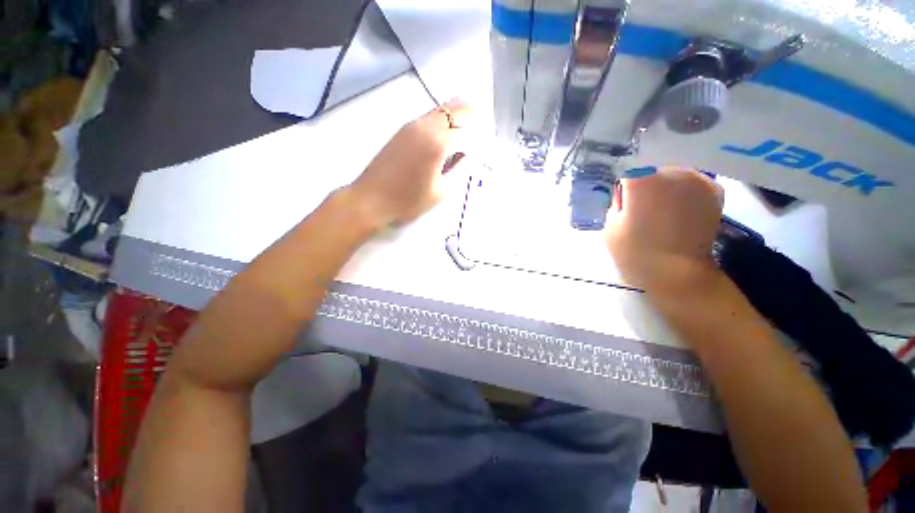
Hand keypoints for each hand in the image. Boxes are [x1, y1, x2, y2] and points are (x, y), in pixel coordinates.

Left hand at [347, 99, 474, 227]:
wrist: (371, 200)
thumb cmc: (408, 201)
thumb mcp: (441, 192)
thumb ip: (459, 170)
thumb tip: (468, 155)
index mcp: (437, 142)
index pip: (466, 126)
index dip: (480, 126)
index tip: (489, 128)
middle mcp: (425, 126)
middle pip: (453, 109)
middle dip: (471, 109)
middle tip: (484, 113)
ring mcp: (411, 126)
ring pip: (439, 110)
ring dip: (456, 110)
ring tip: (470, 116)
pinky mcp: (402, 131)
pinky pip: (428, 116)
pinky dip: (442, 116)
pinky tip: (447, 127)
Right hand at [605, 167, 723, 294]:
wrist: (677, 274)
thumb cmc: (634, 252)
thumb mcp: (609, 226)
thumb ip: (614, 202)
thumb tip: (622, 191)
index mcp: (641, 179)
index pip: (625, 166)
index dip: (620, 180)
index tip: (618, 191)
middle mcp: (671, 170)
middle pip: (650, 166)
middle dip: (643, 180)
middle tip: (638, 200)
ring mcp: (696, 178)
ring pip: (672, 171)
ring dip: (664, 183)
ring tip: (659, 205)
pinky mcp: (713, 189)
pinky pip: (691, 181)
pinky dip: (683, 189)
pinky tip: (678, 207)